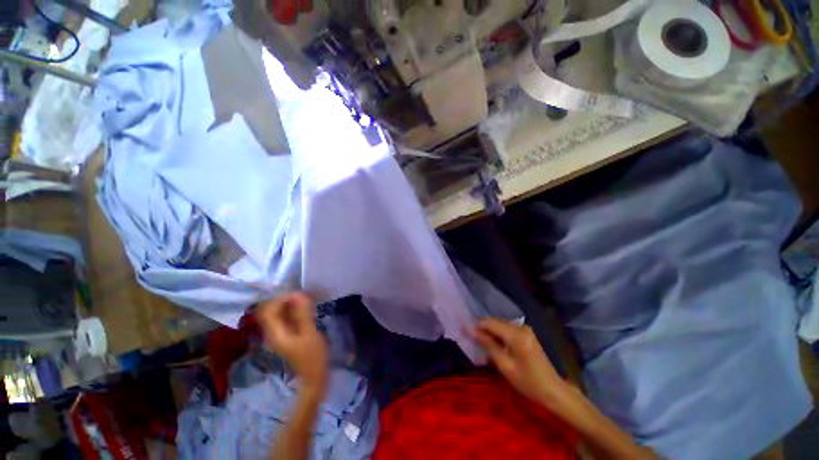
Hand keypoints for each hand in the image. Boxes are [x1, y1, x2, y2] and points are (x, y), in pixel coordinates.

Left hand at [256, 293, 328, 394]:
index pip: (268, 310)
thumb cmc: (313, 356)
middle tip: (304, 296)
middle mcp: (274, 332)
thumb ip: (302, 314)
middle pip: (272, 311)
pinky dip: (295, 311)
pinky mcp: (288, 334)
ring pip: (280, 313)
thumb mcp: (310, 333)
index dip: (280, 299)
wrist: (314, 376)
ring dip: (291, 304)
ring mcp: (280, 334)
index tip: (298, 294)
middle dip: (286, 300)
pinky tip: (307, 309)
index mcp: (276, 333)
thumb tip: (297, 294)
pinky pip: (287, 318)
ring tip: (307, 300)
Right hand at [473, 318, 567, 404]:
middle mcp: (521, 327)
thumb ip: (488, 344)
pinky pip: (506, 329)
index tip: (463, 328)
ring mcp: (525, 329)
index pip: (490, 323)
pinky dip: (497, 334)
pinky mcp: (526, 333)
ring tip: (478, 339)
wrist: (553, 391)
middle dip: (481, 327)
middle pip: (495, 321)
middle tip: (469, 335)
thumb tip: (471, 330)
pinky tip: (492, 342)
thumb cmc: (528, 382)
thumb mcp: (505, 365)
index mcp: (516, 335)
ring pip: (500, 324)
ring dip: (489, 330)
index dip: (475, 324)